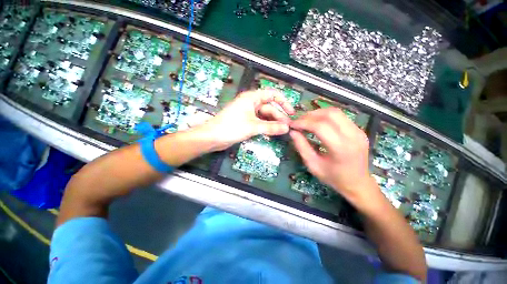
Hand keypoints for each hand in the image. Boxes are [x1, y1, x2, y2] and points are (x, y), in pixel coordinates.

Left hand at [194, 89, 294, 150]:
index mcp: (252, 98)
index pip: (272, 94)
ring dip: (273, 123)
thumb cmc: (231, 127)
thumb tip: (286, 128)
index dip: (283, 102)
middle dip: (279, 116)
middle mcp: (251, 103)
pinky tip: (272, 132)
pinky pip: (259, 122)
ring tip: (282, 131)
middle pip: (269, 108)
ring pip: (265, 116)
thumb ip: (271, 127)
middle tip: (287, 127)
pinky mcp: (246, 122)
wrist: (213, 137)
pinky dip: (266, 126)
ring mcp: (248, 113)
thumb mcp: (253, 126)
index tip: (291, 112)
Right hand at [289, 108, 375, 204]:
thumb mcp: (313, 165)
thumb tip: (292, 132)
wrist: (358, 184)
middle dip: (310, 115)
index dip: (304, 123)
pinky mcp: (359, 130)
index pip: (320, 126)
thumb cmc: (333, 177)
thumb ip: (301, 147)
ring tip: (306, 120)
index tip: (292, 125)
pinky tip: (318, 123)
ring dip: (318, 113)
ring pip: (336, 112)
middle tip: (299, 121)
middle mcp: (353, 136)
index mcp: (341, 148)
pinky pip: (340, 117)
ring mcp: (358, 131)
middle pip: (330, 114)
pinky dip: (326, 116)